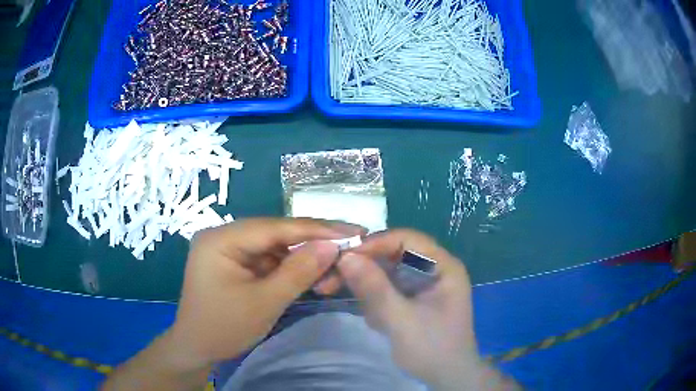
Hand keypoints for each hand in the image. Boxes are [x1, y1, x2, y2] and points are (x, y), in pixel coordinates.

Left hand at [168, 218, 362, 367]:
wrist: (198, 349)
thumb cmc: (224, 327)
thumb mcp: (265, 302)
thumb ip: (299, 271)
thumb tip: (332, 245)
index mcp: (221, 239)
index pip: (275, 227)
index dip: (317, 229)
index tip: (353, 231)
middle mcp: (224, 236)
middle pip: (276, 234)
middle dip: (313, 244)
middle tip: (350, 248)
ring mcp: (230, 249)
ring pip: (276, 247)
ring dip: (305, 259)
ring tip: (334, 271)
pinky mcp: (236, 263)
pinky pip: (269, 260)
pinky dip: (292, 269)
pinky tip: (313, 277)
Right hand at [335, 230, 481, 388]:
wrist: (446, 377)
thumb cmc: (432, 348)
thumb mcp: (402, 320)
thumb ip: (375, 289)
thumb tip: (346, 256)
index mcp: (443, 266)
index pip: (407, 239)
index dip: (375, 243)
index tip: (343, 257)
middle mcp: (433, 269)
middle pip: (393, 254)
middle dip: (364, 269)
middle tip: (330, 281)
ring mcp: (423, 284)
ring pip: (386, 273)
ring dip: (368, 289)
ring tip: (368, 315)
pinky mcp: (413, 298)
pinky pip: (387, 289)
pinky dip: (376, 301)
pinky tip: (378, 322)